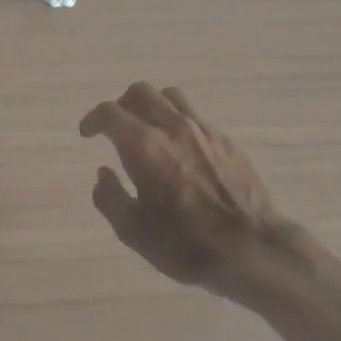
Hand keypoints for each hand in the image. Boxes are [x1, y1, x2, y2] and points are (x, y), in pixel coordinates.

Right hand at [80, 83, 317, 309]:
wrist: (252, 248)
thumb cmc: (186, 244)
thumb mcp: (133, 232)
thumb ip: (110, 198)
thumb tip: (103, 174)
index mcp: (143, 146)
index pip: (109, 113)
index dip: (93, 119)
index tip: (88, 134)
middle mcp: (172, 127)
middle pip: (140, 92)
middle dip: (121, 105)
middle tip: (115, 128)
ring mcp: (203, 130)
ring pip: (170, 96)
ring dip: (151, 106)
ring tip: (147, 129)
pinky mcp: (225, 140)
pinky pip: (194, 115)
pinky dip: (177, 121)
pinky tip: (179, 148)